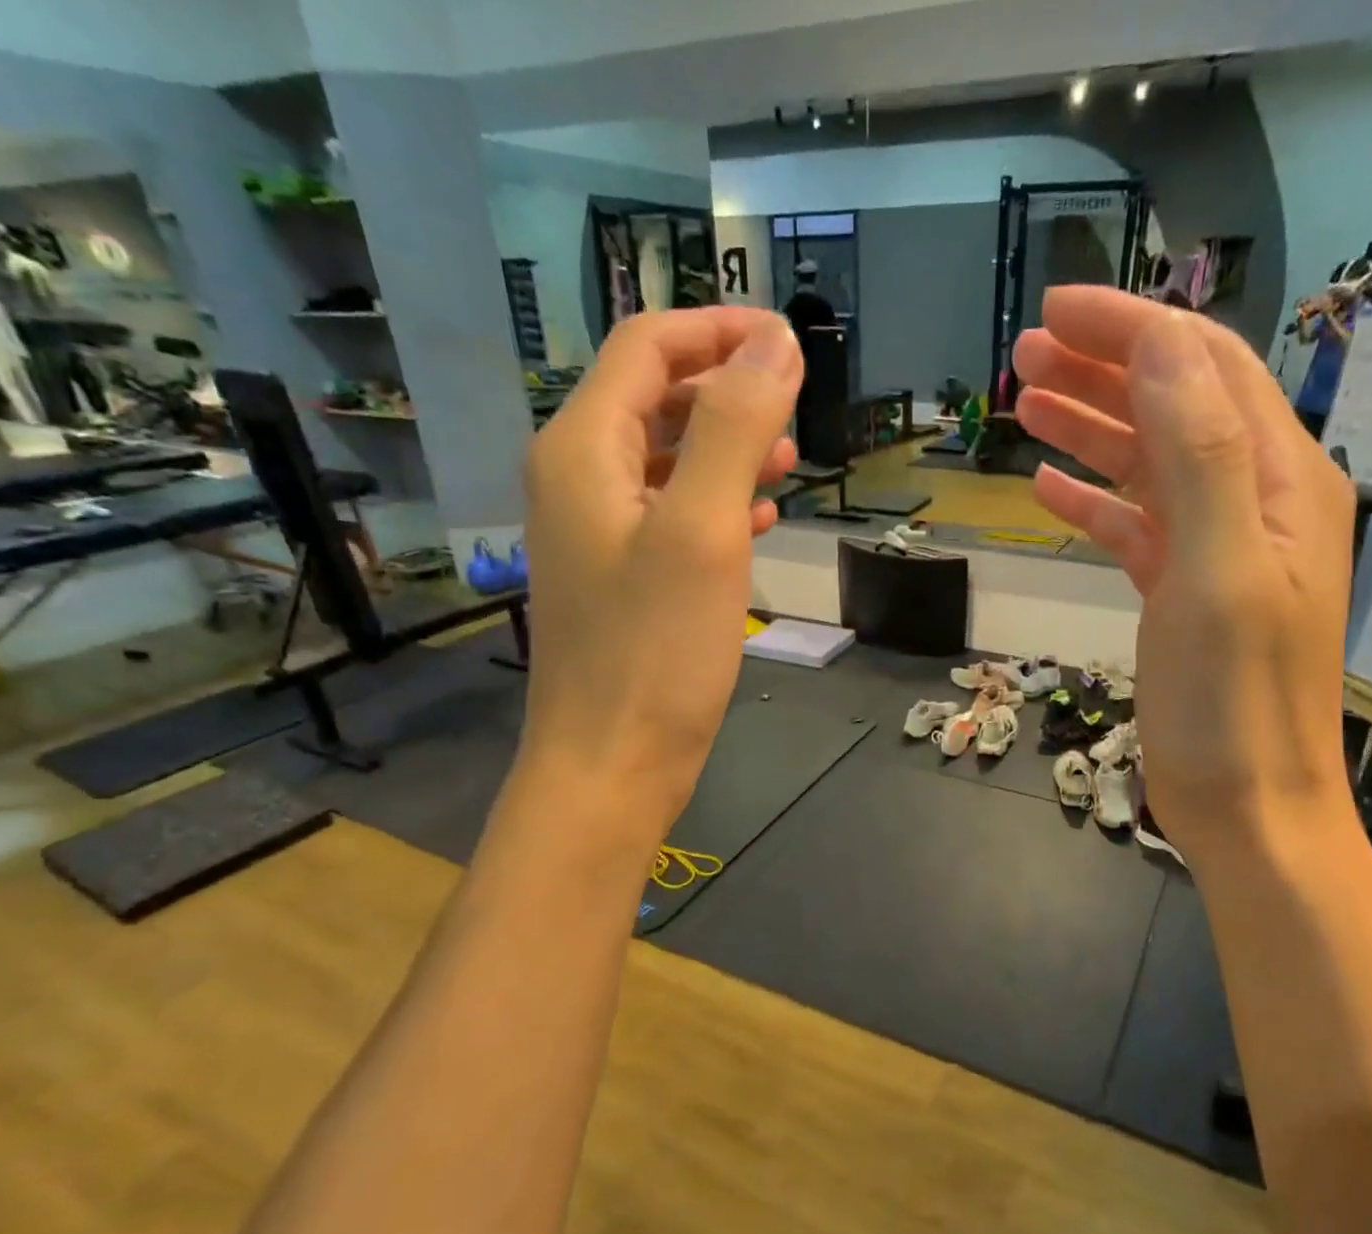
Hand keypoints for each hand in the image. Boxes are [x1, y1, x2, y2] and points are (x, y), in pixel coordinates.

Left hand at [519, 308, 801, 828]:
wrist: (611, 766)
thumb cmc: (655, 652)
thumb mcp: (701, 530)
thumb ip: (733, 427)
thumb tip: (775, 343)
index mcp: (582, 450)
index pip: (646, 347)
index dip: (718, 330)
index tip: (789, 342)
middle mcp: (578, 479)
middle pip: (652, 397)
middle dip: (726, 390)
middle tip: (794, 410)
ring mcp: (597, 533)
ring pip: (665, 458)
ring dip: (725, 447)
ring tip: (786, 462)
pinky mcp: (621, 579)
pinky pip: (670, 514)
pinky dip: (714, 502)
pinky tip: (757, 520)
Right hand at [1013, 287, 1355, 858]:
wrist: (1248, 807)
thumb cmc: (1234, 702)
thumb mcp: (1219, 573)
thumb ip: (1201, 457)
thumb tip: (1161, 349)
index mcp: (1281, 483)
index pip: (1205, 370)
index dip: (1132, 329)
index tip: (1056, 309)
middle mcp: (1257, 503)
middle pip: (1175, 407)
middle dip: (1102, 370)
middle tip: (1023, 354)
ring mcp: (1218, 550)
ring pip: (1149, 465)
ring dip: (1090, 428)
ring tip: (1023, 404)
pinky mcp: (1183, 594)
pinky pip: (1135, 527)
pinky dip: (1093, 502)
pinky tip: (1046, 489)